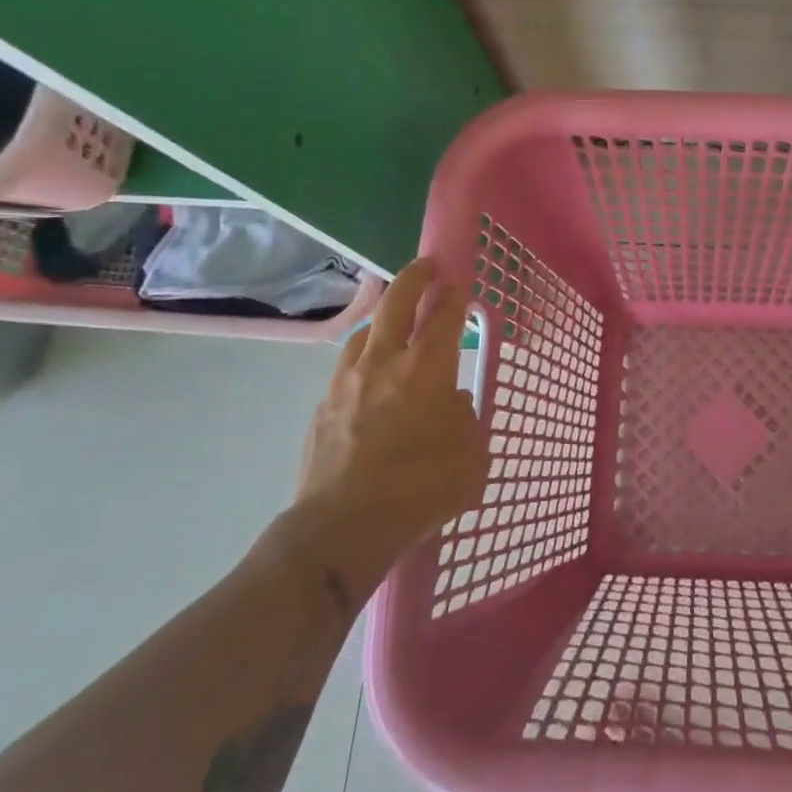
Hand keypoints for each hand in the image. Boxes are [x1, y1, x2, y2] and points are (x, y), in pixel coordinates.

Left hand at [287, 259, 487, 598]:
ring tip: (393, 321)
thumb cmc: (420, 488)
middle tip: (426, 266)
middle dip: (414, 277)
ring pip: (365, 332)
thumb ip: (464, 419)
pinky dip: (363, 358)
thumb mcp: (469, 456)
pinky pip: (346, 367)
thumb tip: (449, 402)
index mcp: (427, 368)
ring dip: (383, 318)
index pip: (444, 316)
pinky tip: (368, 375)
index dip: (454, 294)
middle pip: (397, 303)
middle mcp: (385, 362)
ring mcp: (347, 382)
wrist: (342, 526)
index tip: (459, 277)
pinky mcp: (322, 407)